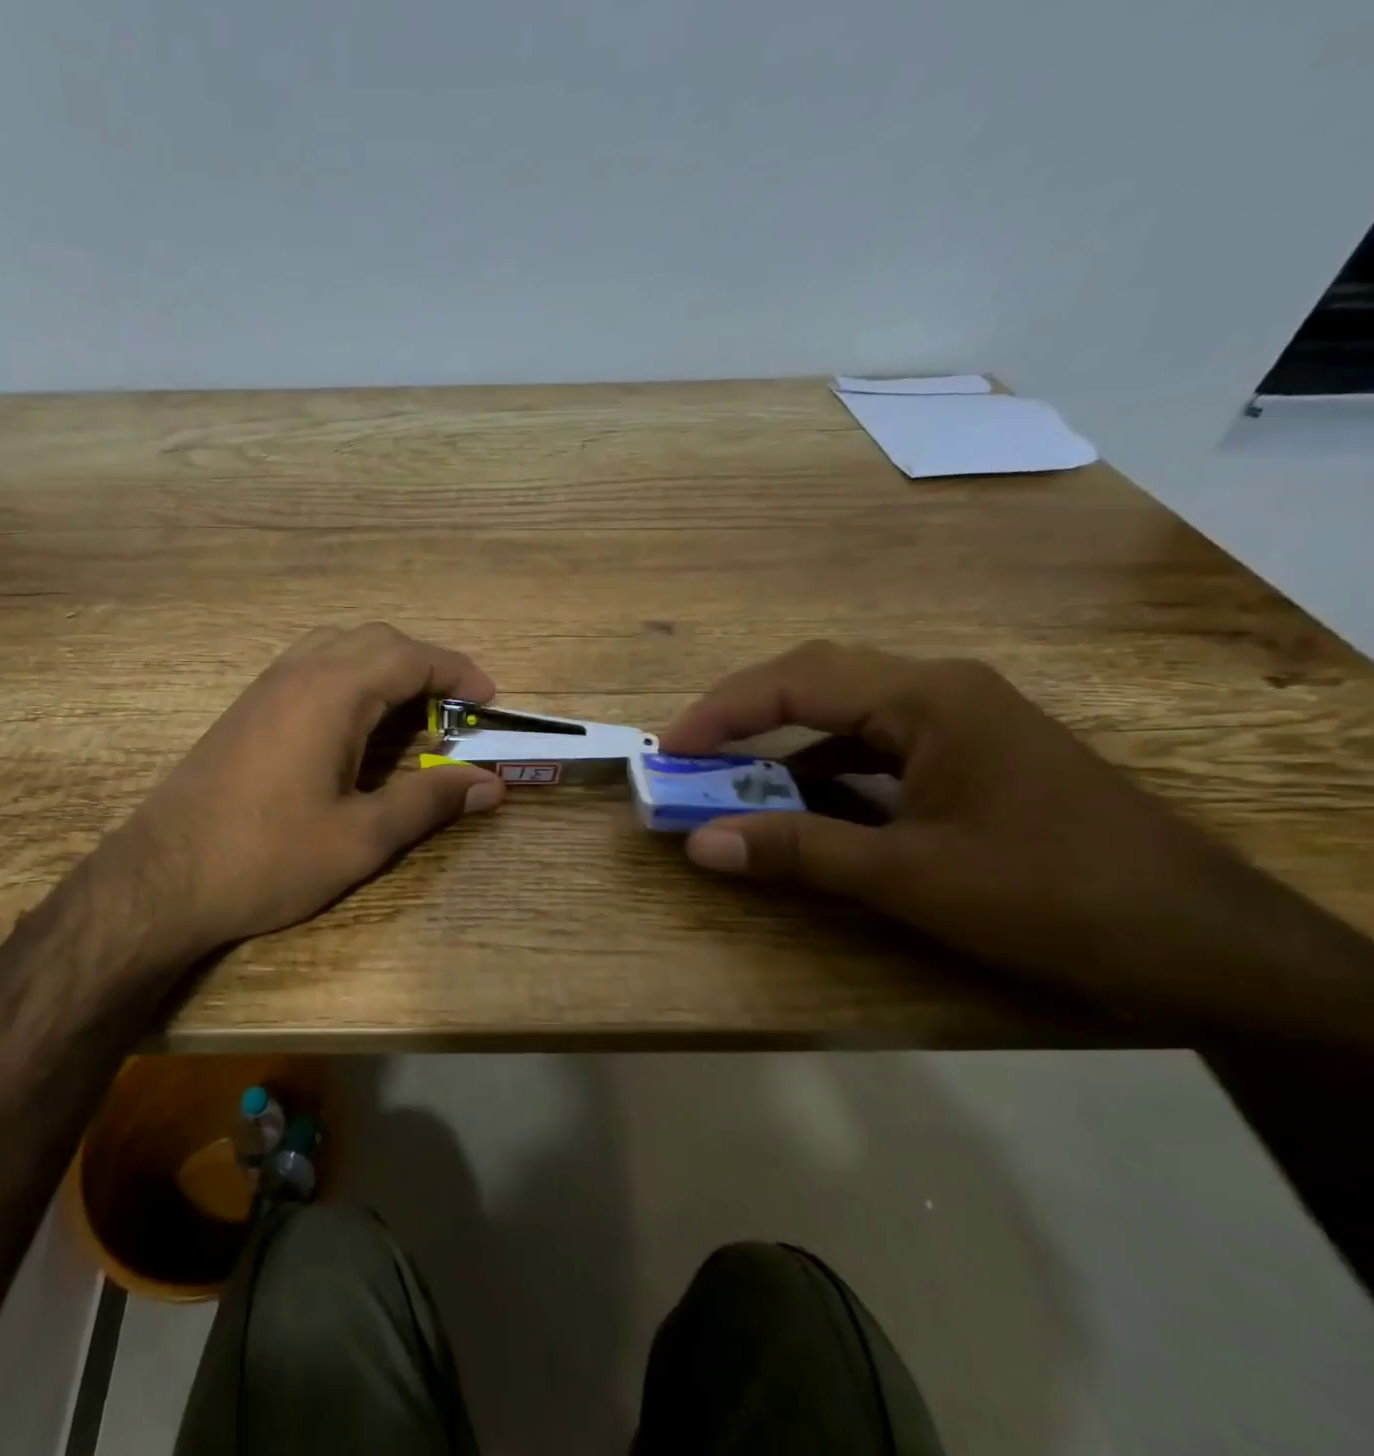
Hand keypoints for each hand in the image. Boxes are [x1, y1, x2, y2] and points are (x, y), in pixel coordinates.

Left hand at [107, 623, 504, 961]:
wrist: (161, 879)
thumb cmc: (267, 858)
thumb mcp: (361, 837)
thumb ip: (428, 801)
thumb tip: (491, 783)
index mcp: (332, 692)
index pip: (410, 657)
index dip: (458, 673)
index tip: (490, 700)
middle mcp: (298, 672)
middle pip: (375, 640)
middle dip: (424, 665)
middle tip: (455, 709)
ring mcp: (265, 686)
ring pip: (338, 646)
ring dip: (384, 666)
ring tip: (411, 711)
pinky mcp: (246, 708)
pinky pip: (310, 666)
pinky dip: (349, 676)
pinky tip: (354, 724)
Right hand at [662, 641, 1373, 1030]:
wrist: (1215, 949)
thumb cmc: (1057, 900)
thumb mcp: (912, 878)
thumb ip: (798, 852)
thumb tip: (698, 844)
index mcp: (928, 698)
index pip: (796, 681)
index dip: (720, 712)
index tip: (667, 749)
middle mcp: (941, 690)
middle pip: (816, 678)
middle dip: (743, 713)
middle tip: (687, 753)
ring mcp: (962, 721)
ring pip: (844, 711)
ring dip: (780, 740)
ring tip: (725, 774)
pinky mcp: (972, 755)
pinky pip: (874, 745)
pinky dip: (822, 767)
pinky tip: (798, 800)